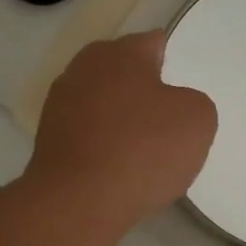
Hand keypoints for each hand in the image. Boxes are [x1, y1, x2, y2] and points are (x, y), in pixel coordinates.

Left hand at [23, 30, 217, 239]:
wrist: (78, 202)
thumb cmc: (143, 150)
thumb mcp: (198, 119)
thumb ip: (193, 102)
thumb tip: (172, 107)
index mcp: (120, 52)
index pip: (153, 43)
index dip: (173, 63)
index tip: (183, 90)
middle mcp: (83, 67)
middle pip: (124, 73)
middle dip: (144, 91)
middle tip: (168, 122)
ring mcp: (59, 104)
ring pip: (103, 104)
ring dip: (121, 119)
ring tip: (143, 152)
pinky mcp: (47, 140)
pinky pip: (88, 134)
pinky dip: (102, 145)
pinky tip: (117, 169)